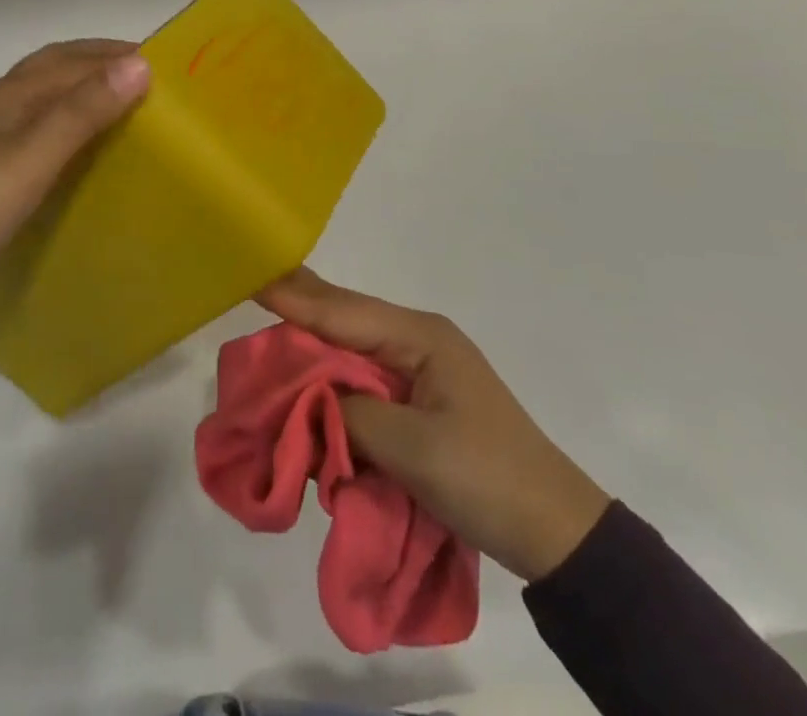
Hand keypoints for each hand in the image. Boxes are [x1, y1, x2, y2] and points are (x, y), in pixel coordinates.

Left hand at [0, 40, 149, 334]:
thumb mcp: (34, 157)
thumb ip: (84, 111)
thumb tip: (140, 64)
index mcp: (13, 92)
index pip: (76, 59)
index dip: (119, 55)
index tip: (168, 64)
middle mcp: (1, 101)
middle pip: (58, 65)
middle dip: (103, 61)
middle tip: (151, 77)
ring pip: (48, 93)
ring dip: (86, 86)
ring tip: (127, 104)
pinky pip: (41, 122)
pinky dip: (71, 116)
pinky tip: (83, 142)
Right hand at [257, 268, 610, 582]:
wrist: (554, 530)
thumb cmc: (485, 477)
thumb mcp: (413, 448)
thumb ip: (352, 416)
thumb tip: (313, 403)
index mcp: (419, 336)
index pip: (343, 311)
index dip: (295, 297)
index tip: (252, 276)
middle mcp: (417, 339)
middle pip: (345, 319)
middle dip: (299, 310)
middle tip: (251, 288)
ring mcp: (420, 369)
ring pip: (351, 348)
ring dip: (313, 349)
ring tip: (270, 329)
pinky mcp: (419, 400)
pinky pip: (363, 380)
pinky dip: (333, 381)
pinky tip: (307, 378)